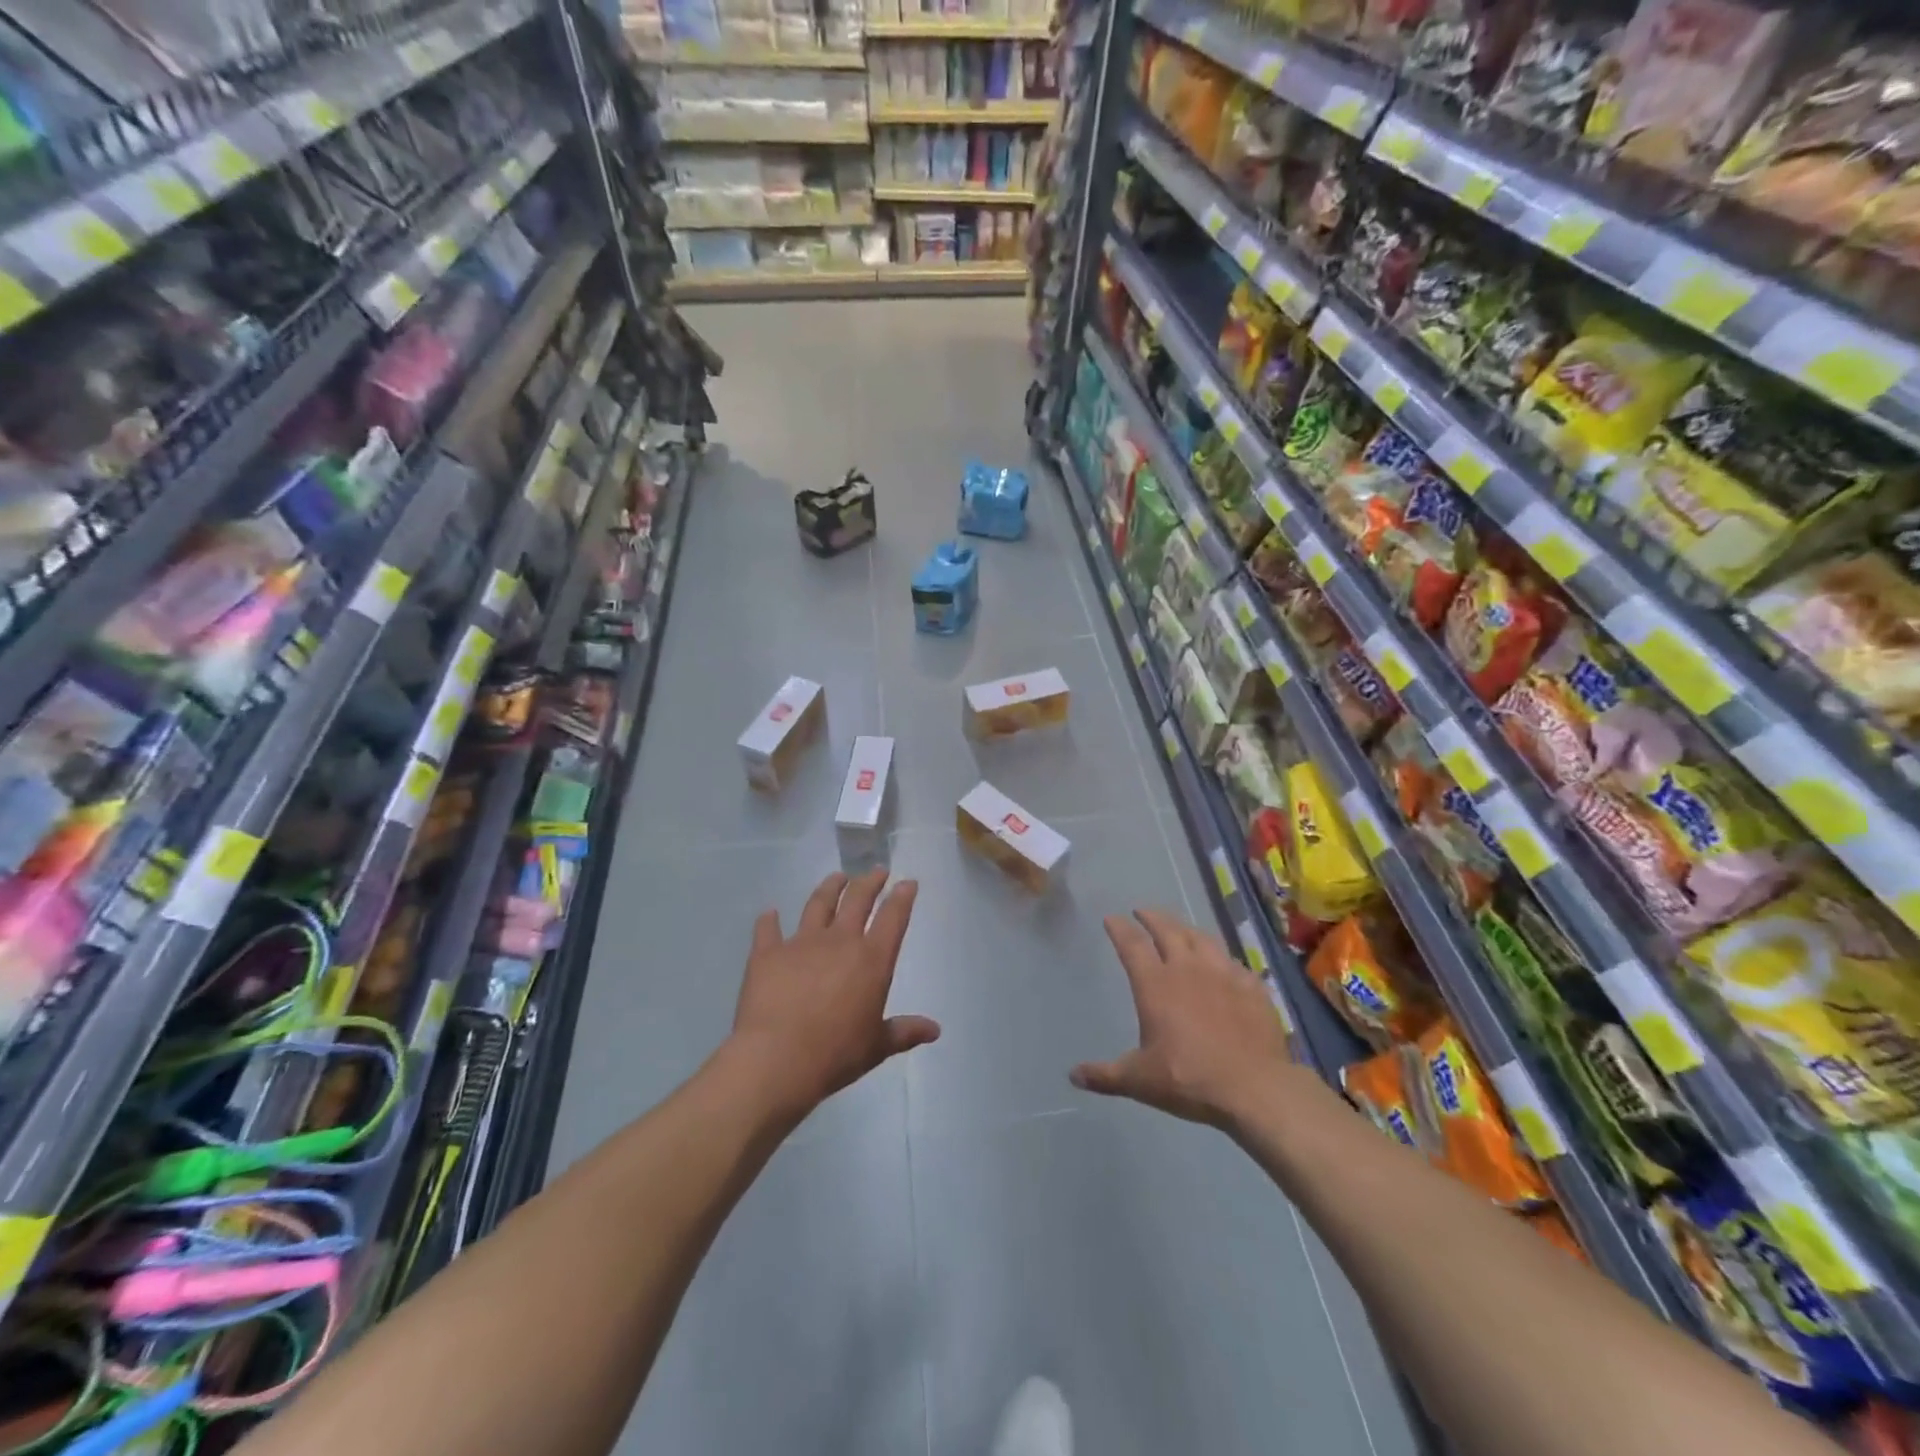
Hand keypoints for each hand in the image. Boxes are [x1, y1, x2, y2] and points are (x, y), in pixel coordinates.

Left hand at [728, 869, 938, 1121]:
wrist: (777, 1059)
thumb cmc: (836, 1054)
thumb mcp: (877, 1047)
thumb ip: (904, 1032)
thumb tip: (935, 1029)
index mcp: (871, 960)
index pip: (893, 918)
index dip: (902, 897)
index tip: (907, 882)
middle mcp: (839, 941)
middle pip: (858, 900)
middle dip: (870, 882)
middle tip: (876, 871)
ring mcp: (801, 943)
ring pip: (818, 904)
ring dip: (830, 887)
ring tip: (837, 877)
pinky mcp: (768, 953)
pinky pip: (768, 929)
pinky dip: (769, 920)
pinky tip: (769, 913)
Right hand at [1071, 908, 1294, 1130]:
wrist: (1254, 1088)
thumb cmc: (1188, 1079)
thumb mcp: (1139, 1081)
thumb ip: (1105, 1075)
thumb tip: (1073, 1075)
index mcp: (1155, 984)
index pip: (1132, 944)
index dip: (1120, 928)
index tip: (1111, 918)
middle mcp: (1187, 968)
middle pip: (1168, 930)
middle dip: (1152, 917)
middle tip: (1142, 911)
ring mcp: (1224, 974)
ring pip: (1202, 939)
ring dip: (1186, 929)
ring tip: (1180, 928)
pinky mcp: (1253, 987)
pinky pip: (1235, 963)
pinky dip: (1223, 959)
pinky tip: (1225, 965)